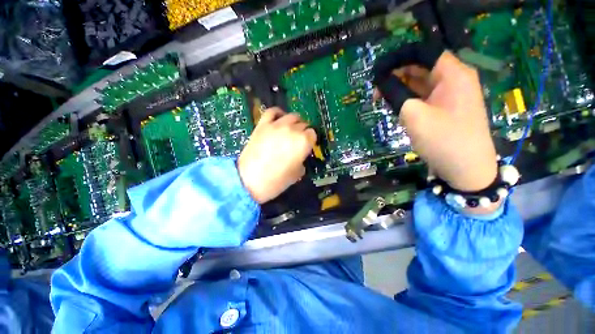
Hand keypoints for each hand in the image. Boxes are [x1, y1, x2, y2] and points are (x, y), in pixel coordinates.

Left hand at [238, 108, 315, 203]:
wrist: (251, 180)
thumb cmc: (277, 181)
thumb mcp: (297, 174)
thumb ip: (301, 161)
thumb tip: (300, 158)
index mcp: (303, 142)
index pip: (312, 134)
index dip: (310, 140)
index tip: (307, 146)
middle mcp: (292, 130)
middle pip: (303, 124)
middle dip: (303, 132)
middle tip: (298, 141)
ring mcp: (277, 125)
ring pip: (291, 116)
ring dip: (294, 122)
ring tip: (291, 130)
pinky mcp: (263, 125)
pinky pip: (272, 112)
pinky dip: (278, 113)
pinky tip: (280, 118)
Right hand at [387, 52, 497, 192]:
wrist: (466, 169)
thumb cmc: (443, 140)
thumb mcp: (414, 115)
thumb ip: (395, 94)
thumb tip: (381, 82)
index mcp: (453, 74)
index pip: (423, 53)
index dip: (399, 59)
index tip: (378, 72)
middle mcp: (454, 79)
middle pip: (421, 67)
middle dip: (396, 76)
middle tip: (376, 93)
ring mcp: (450, 95)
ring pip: (420, 83)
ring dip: (400, 89)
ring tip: (382, 101)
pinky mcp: (444, 108)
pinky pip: (423, 97)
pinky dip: (407, 99)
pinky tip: (395, 108)